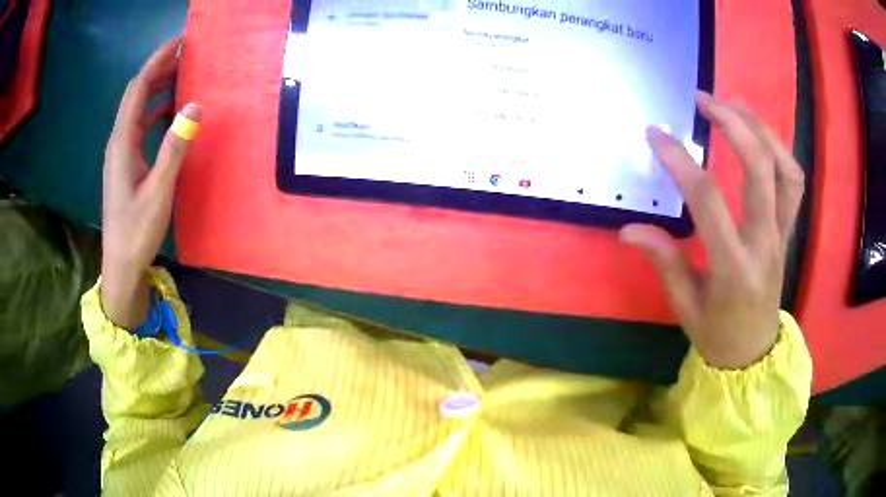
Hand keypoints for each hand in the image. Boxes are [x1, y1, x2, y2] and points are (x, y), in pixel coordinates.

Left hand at [101, 40, 200, 328]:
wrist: (121, 264)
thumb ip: (174, 148)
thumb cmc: (137, 230)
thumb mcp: (158, 191)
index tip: (179, 43)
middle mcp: (118, 141)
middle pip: (136, 95)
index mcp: (122, 142)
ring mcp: (120, 153)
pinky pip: (139, 127)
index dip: (156, 62)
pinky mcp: (125, 164)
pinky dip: (155, 113)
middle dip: (159, 71)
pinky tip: (170, 115)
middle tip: (186, 58)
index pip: (137, 88)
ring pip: (137, 110)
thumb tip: (194, 106)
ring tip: (182, 80)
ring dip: (157, 91)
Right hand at [620, 92, 804, 368]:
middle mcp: (764, 243)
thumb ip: (664, 261)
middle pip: (759, 170)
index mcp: (734, 267)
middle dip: (732, 125)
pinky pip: (793, 181)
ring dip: (760, 129)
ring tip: (733, 105)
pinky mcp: (788, 229)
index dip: (680, 161)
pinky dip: (778, 149)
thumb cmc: (717, 334)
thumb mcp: (684, 306)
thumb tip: (629, 229)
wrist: (754, 352)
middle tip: (703, 99)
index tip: (655, 134)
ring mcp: (782, 233)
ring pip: (785, 170)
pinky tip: (757, 133)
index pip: (708, 201)